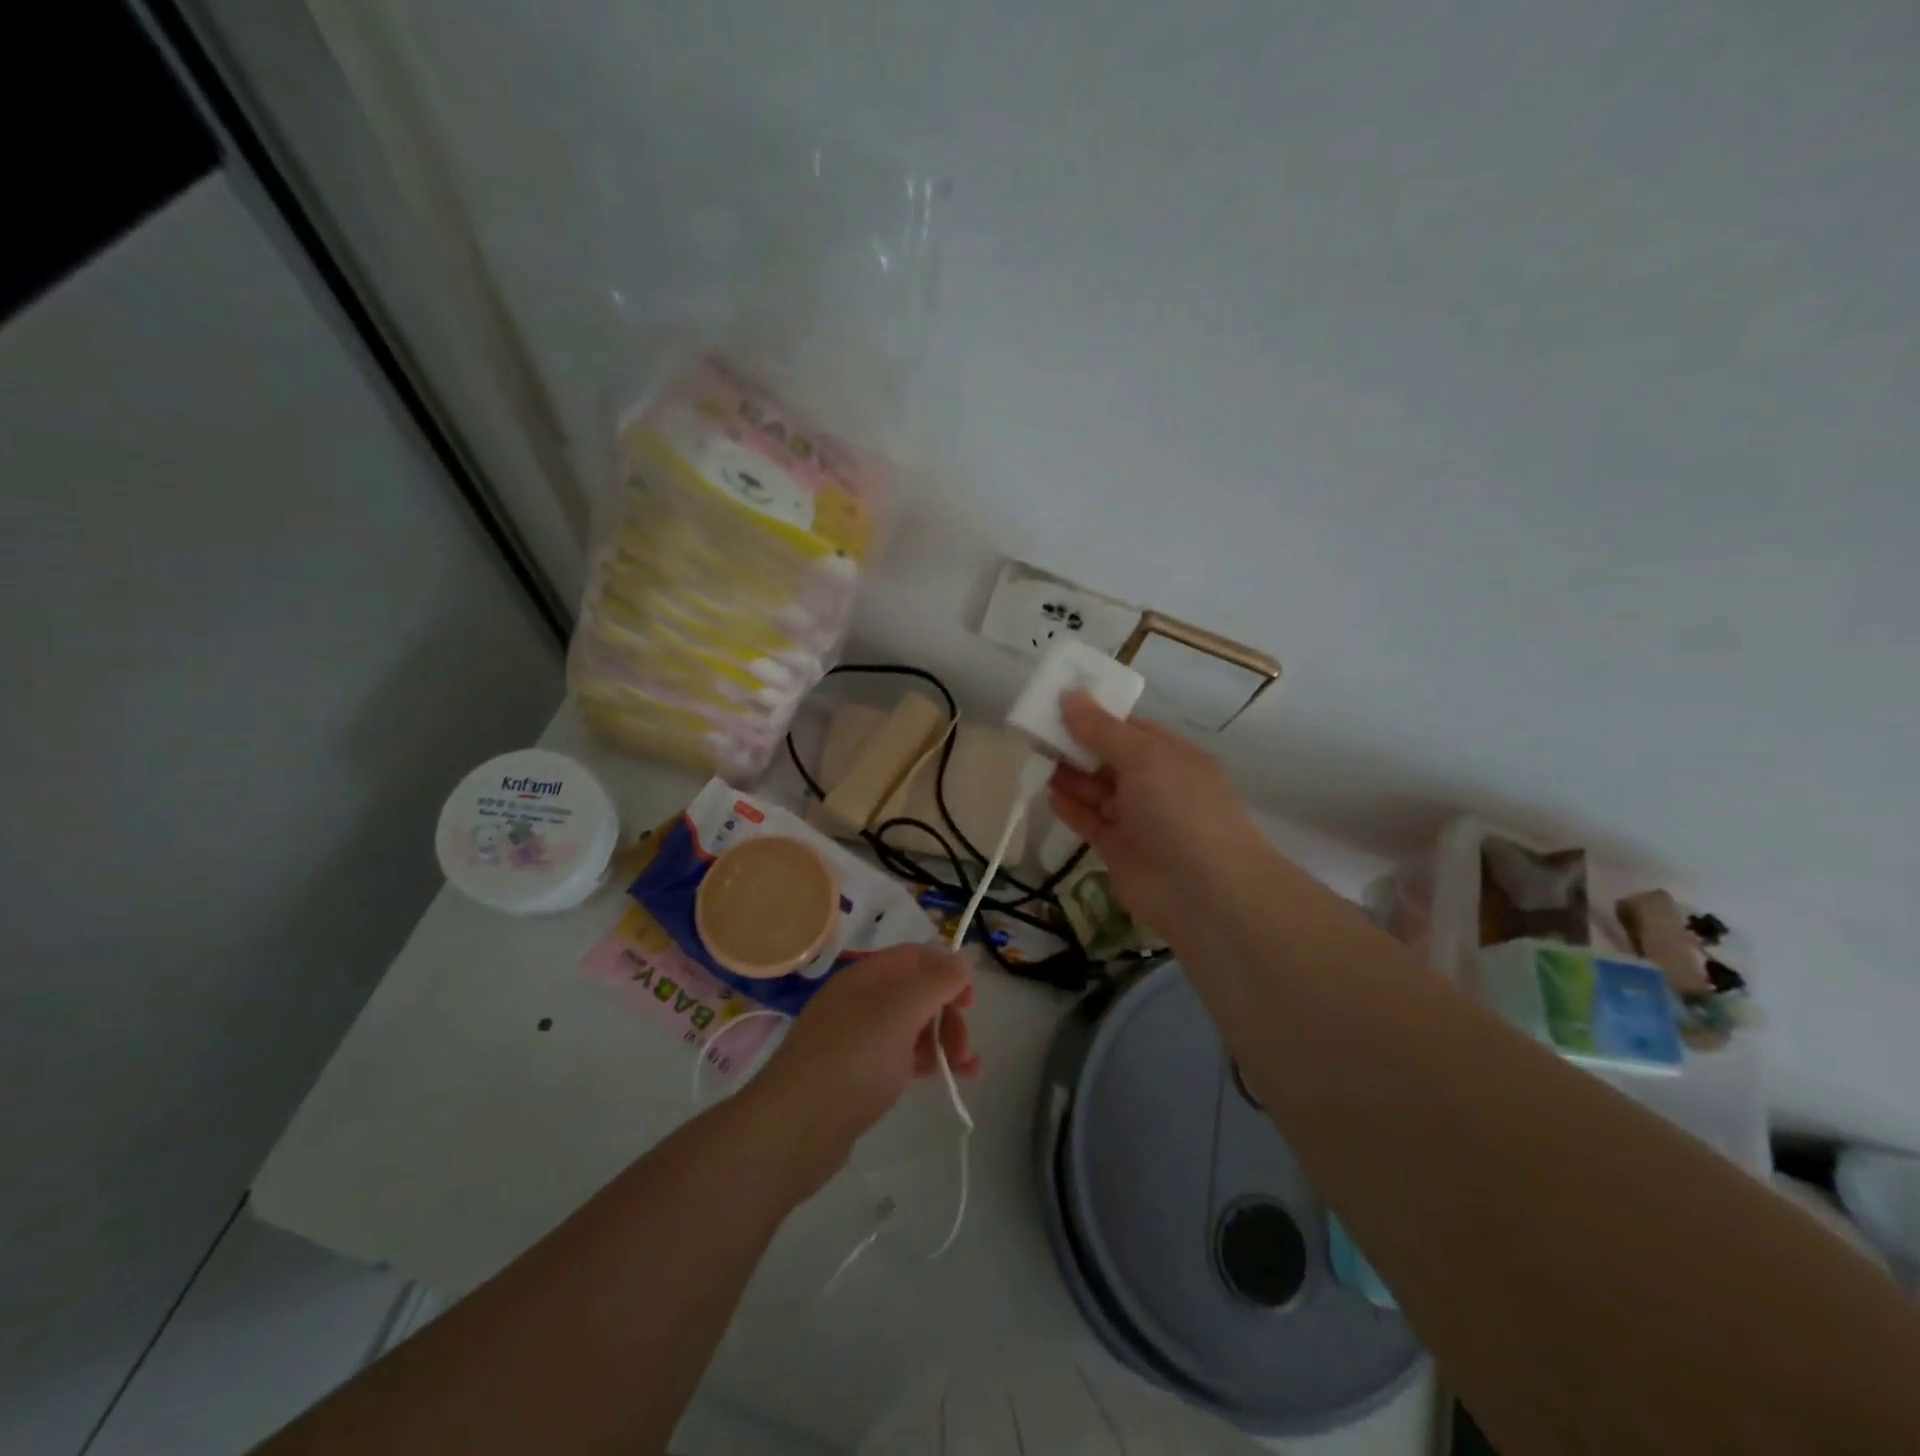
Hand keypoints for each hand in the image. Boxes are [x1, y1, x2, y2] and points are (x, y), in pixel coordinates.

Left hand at [751, 944, 978, 1161]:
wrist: (794, 1128)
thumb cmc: (855, 1059)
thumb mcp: (904, 1010)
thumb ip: (939, 980)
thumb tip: (964, 958)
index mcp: (867, 975)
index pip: (916, 956)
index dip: (948, 970)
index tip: (971, 1002)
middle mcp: (860, 999)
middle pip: (917, 992)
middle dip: (949, 1014)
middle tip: (965, 1048)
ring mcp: (855, 1037)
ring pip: (911, 1026)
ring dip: (943, 1041)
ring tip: (967, 1071)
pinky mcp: (854, 1074)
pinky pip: (898, 1056)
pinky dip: (924, 1062)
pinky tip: (944, 1081)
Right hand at [1047, 693, 1266, 942]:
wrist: (1204, 891)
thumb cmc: (1179, 808)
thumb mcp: (1143, 757)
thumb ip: (1102, 730)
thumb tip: (1071, 695)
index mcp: (1171, 755)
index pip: (1129, 727)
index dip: (1095, 714)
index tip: (1058, 702)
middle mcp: (1155, 784)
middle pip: (1109, 757)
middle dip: (1077, 744)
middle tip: (1037, 731)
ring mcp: (1137, 819)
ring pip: (1097, 789)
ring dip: (1069, 774)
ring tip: (1036, 758)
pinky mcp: (1119, 849)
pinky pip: (1090, 821)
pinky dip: (1070, 808)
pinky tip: (1048, 794)